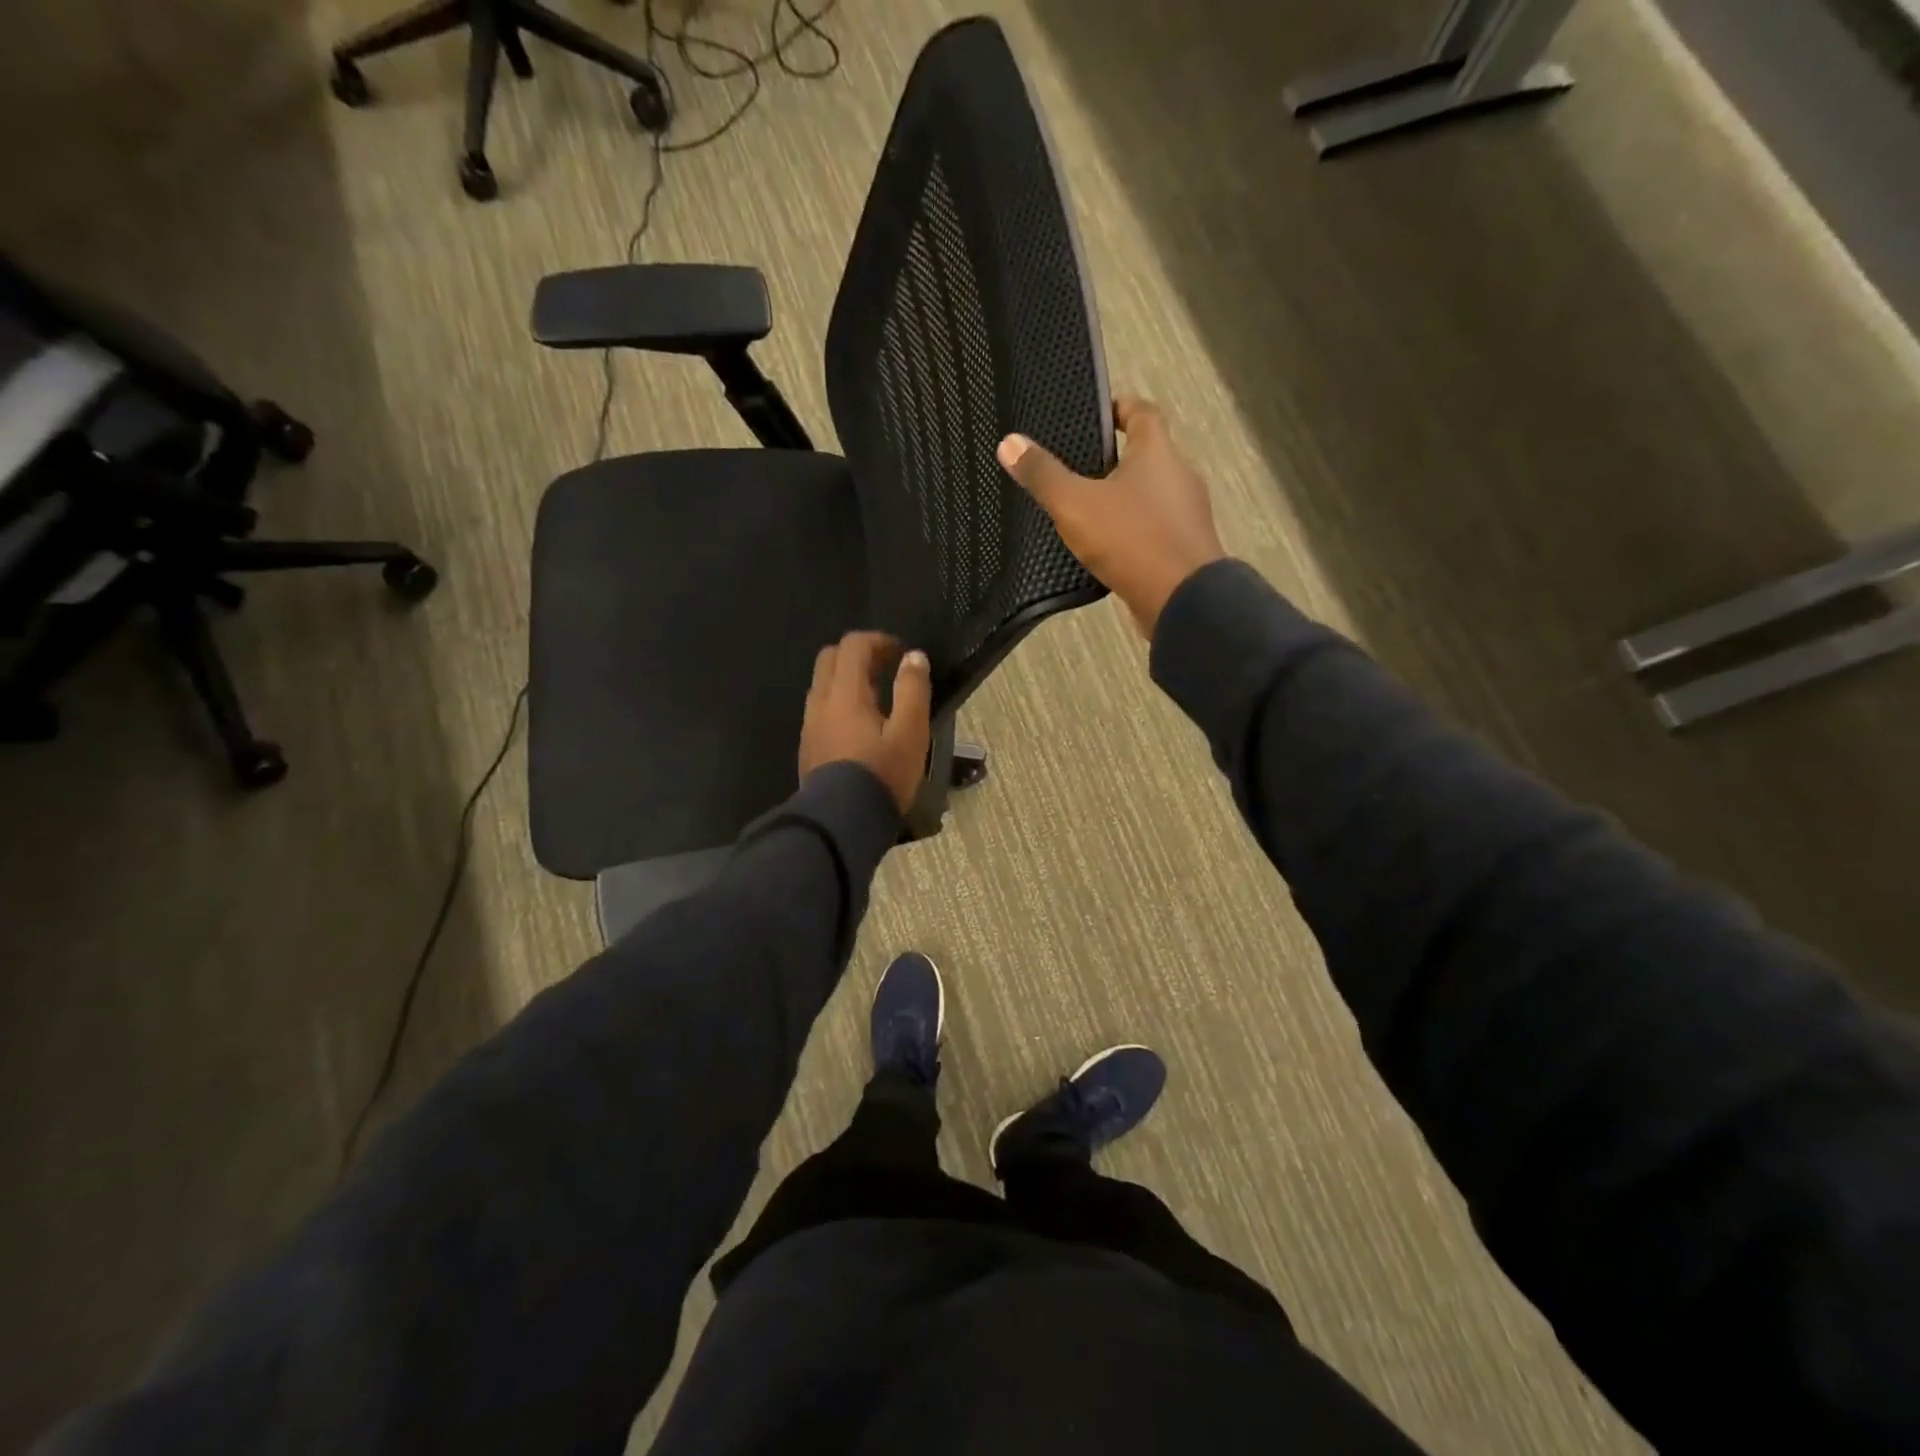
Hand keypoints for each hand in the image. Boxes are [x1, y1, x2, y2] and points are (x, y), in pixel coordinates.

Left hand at [798, 631, 932, 814]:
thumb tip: (914, 657)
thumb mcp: (910, 733)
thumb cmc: (882, 775)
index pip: (853, 645)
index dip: (878, 641)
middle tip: (886, 671)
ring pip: (823, 685)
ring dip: (847, 681)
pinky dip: (839, 704)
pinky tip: (860, 729)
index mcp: (845, 693)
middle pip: (830, 658)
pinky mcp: (808, 747)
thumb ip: (913, 690)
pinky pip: (821, 710)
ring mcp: (810, 726)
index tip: (901, 655)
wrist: (841, 823)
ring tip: (878, 701)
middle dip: (858, 655)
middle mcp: (820, 702)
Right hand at [997, 397, 1224, 635]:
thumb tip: (1009, 442)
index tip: (1095, 413)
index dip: (1119, 407)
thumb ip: (1043, 475)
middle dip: (1115, 458)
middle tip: (1076, 467)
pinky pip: (1154, 528)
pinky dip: (1133, 530)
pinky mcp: (1185, 548)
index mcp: (1158, 452)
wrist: (1182, 600)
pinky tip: (1108, 546)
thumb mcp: (1075, 505)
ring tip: (1085, 509)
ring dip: (1123, 498)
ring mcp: (1186, 514)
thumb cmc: (1131, 539)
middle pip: (1148, 454)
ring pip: (1151, 494)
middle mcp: (1179, 476)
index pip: (1143, 412)